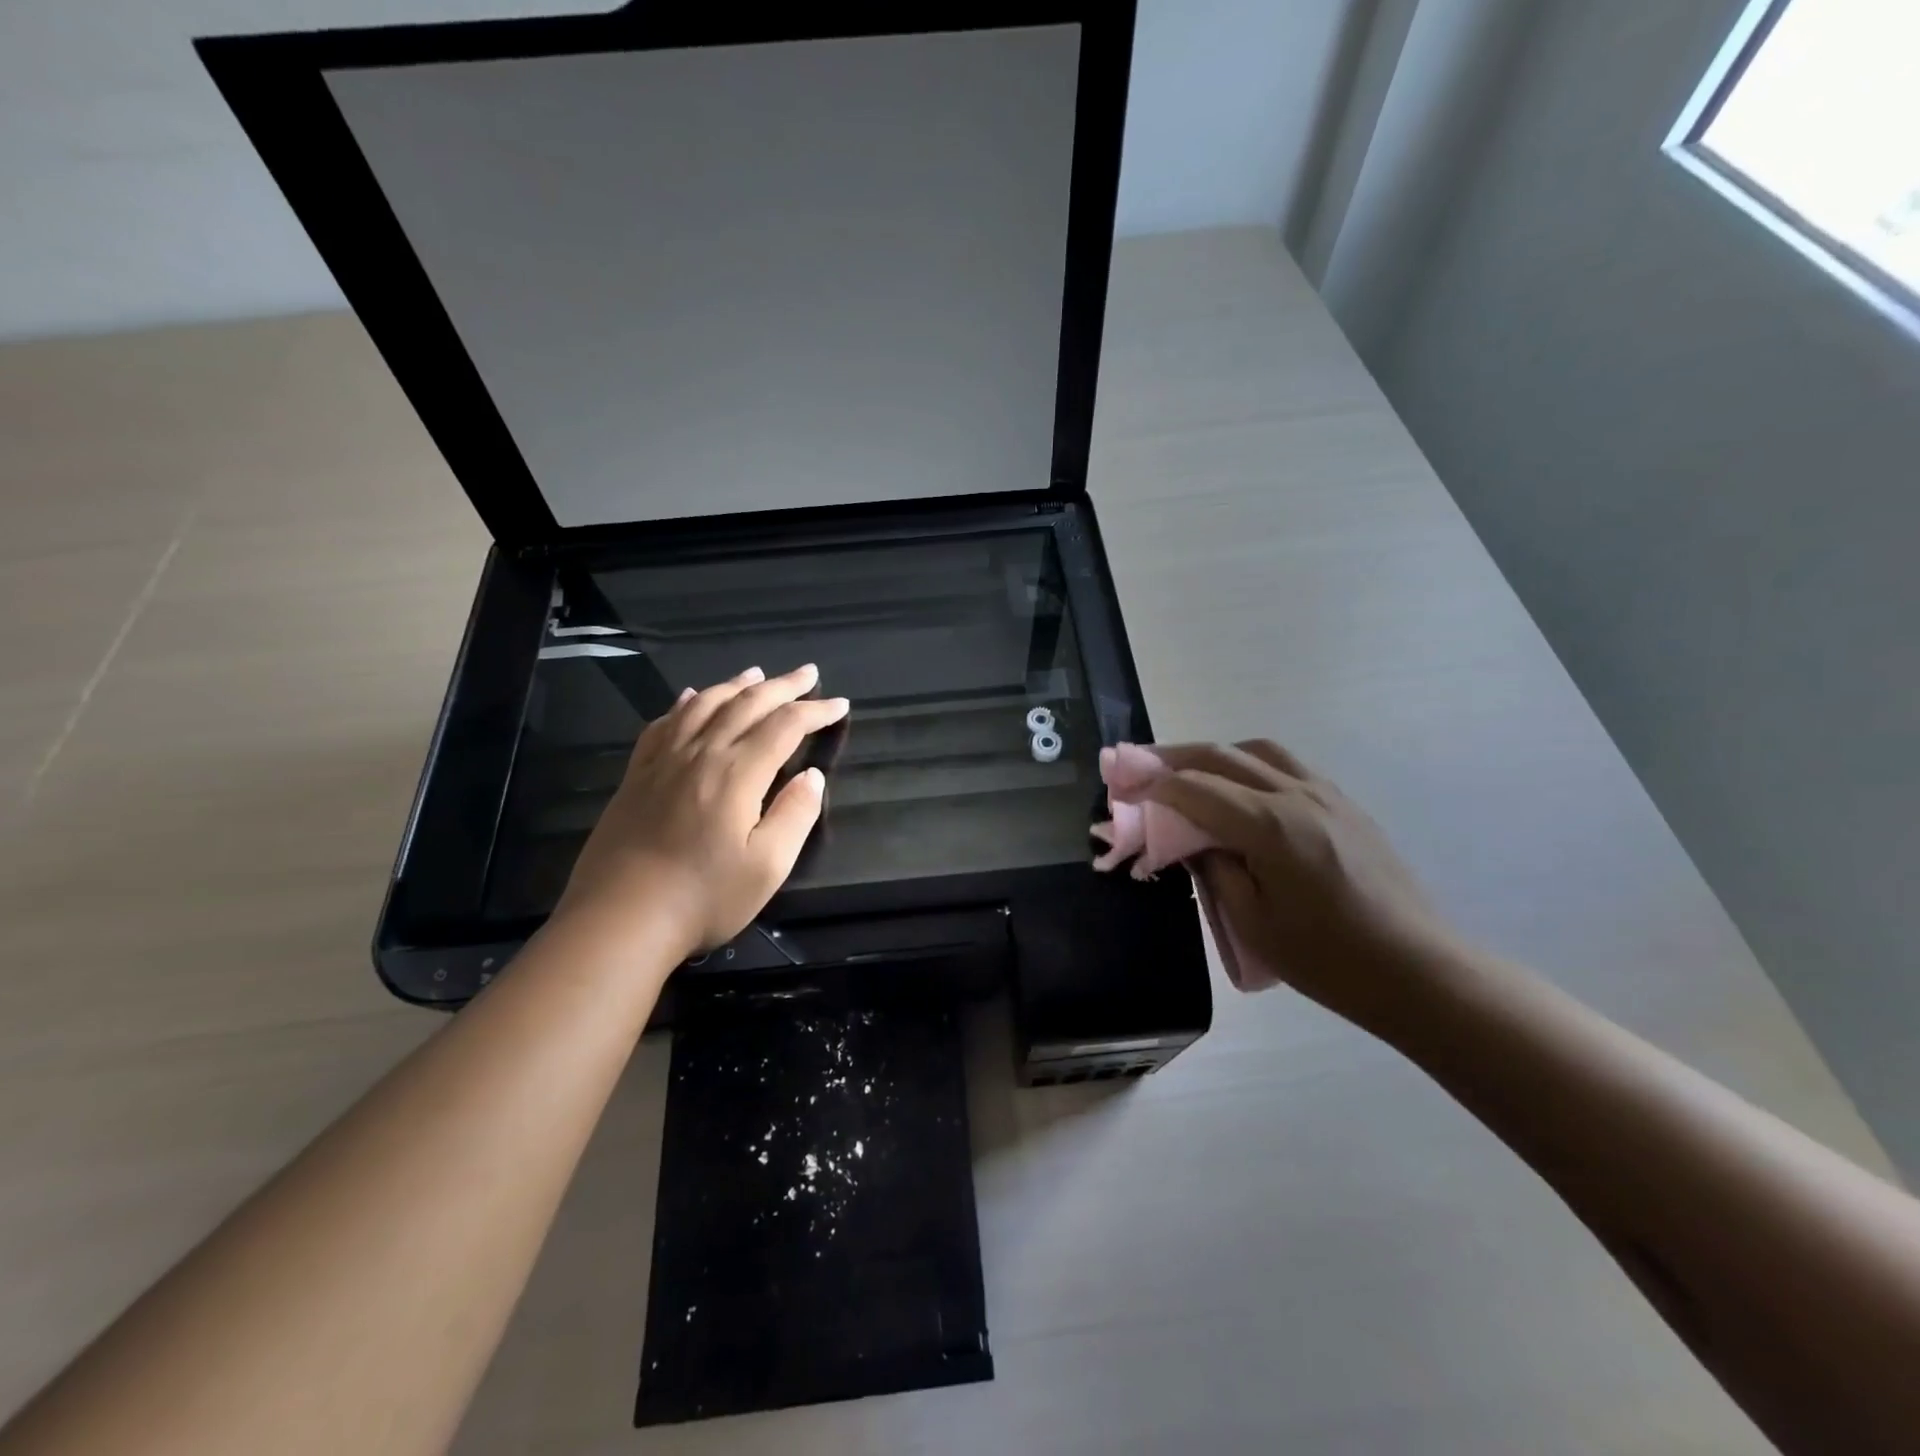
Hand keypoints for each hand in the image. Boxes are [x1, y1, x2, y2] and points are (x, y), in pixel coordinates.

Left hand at [555, 664, 849, 960]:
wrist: (619, 919)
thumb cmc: (703, 898)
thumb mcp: (767, 866)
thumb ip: (795, 815)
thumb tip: (812, 777)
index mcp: (737, 773)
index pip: (785, 726)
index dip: (815, 711)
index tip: (840, 704)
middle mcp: (701, 754)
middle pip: (747, 704)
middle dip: (783, 686)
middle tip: (809, 673)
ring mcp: (663, 761)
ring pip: (704, 705)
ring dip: (736, 685)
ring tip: (757, 673)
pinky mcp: (637, 775)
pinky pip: (664, 725)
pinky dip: (684, 704)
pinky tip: (692, 698)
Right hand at [1146, 740, 1458, 1025]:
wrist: (1418, 971)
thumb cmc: (1328, 959)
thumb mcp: (1252, 921)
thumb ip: (1213, 868)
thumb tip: (1190, 840)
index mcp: (1269, 826)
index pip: (1194, 788)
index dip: (1151, 785)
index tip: (1119, 788)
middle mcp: (1296, 795)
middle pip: (1220, 756)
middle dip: (1172, 757)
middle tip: (1137, 766)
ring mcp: (1326, 795)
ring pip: (1257, 751)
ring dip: (1213, 753)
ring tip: (1186, 770)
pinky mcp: (1345, 805)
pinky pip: (1286, 766)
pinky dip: (1248, 764)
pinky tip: (1239, 788)